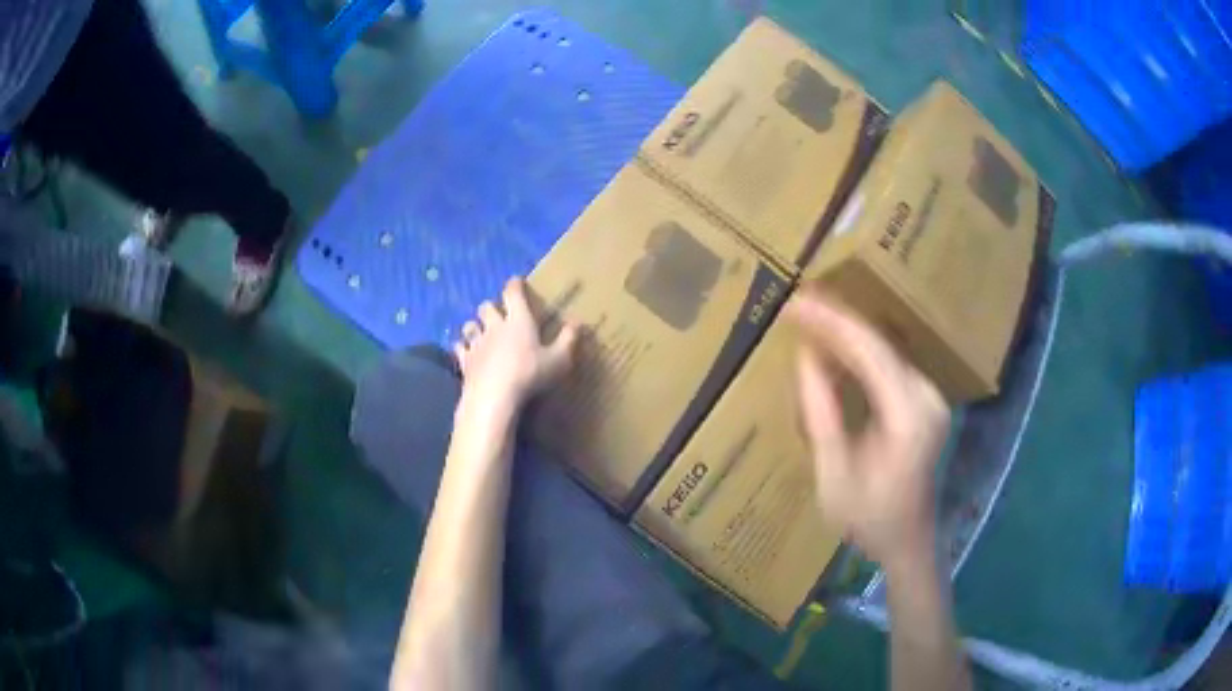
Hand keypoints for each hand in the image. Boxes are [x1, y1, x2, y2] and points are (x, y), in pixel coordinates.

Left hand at [453, 278, 579, 414]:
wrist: (494, 396)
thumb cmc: (530, 375)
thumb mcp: (558, 360)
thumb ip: (568, 340)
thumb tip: (578, 322)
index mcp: (519, 320)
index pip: (513, 294)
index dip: (515, 285)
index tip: (516, 282)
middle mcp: (495, 326)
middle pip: (487, 307)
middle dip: (492, 308)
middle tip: (499, 314)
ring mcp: (477, 343)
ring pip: (470, 325)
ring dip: (475, 326)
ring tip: (480, 332)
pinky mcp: (465, 360)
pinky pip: (460, 347)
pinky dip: (462, 347)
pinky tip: (465, 351)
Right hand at [787, 290, 949, 568]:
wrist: (909, 540)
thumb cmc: (869, 520)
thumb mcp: (834, 476)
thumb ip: (822, 415)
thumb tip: (806, 357)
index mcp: (908, 417)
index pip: (870, 352)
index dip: (831, 322)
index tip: (794, 303)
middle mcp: (926, 397)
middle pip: (880, 343)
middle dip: (837, 319)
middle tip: (796, 302)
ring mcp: (930, 397)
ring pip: (884, 349)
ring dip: (846, 332)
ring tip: (808, 314)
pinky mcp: (925, 401)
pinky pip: (888, 365)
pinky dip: (859, 353)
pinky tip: (834, 345)